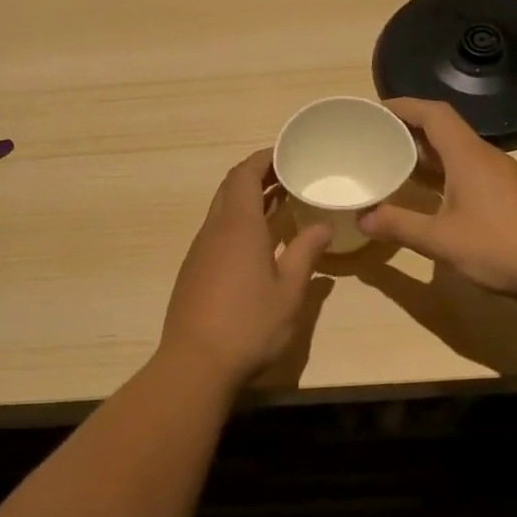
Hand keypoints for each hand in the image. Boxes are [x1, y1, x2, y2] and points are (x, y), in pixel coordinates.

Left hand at [159, 151, 331, 387]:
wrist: (195, 363)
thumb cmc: (249, 325)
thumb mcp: (289, 291)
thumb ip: (306, 253)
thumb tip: (322, 225)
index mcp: (238, 226)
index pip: (245, 175)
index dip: (263, 158)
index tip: (286, 152)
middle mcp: (214, 230)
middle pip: (231, 188)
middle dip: (257, 176)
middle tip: (288, 175)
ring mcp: (199, 251)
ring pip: (221, 211)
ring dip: (247, 200)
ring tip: (279, 203)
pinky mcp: (193, 271)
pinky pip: (216, 233)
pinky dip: (237, 223)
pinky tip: (257, 243)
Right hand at [357, 98, 516, 297]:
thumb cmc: (500, 246)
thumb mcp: (441, 239)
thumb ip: (399, 226)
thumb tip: (362, 219)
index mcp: (468, 156)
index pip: (434, 114)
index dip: (405, 106)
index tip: (376, 110)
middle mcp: (485, 157)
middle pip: (445, 130)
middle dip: (410, 130)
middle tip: (377, 138)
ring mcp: (501, 176)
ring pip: (457, 152)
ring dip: (427, 153)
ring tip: (395, 163)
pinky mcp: (510, 195)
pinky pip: (468, 171)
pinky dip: (443, 173)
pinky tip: (430, 194)